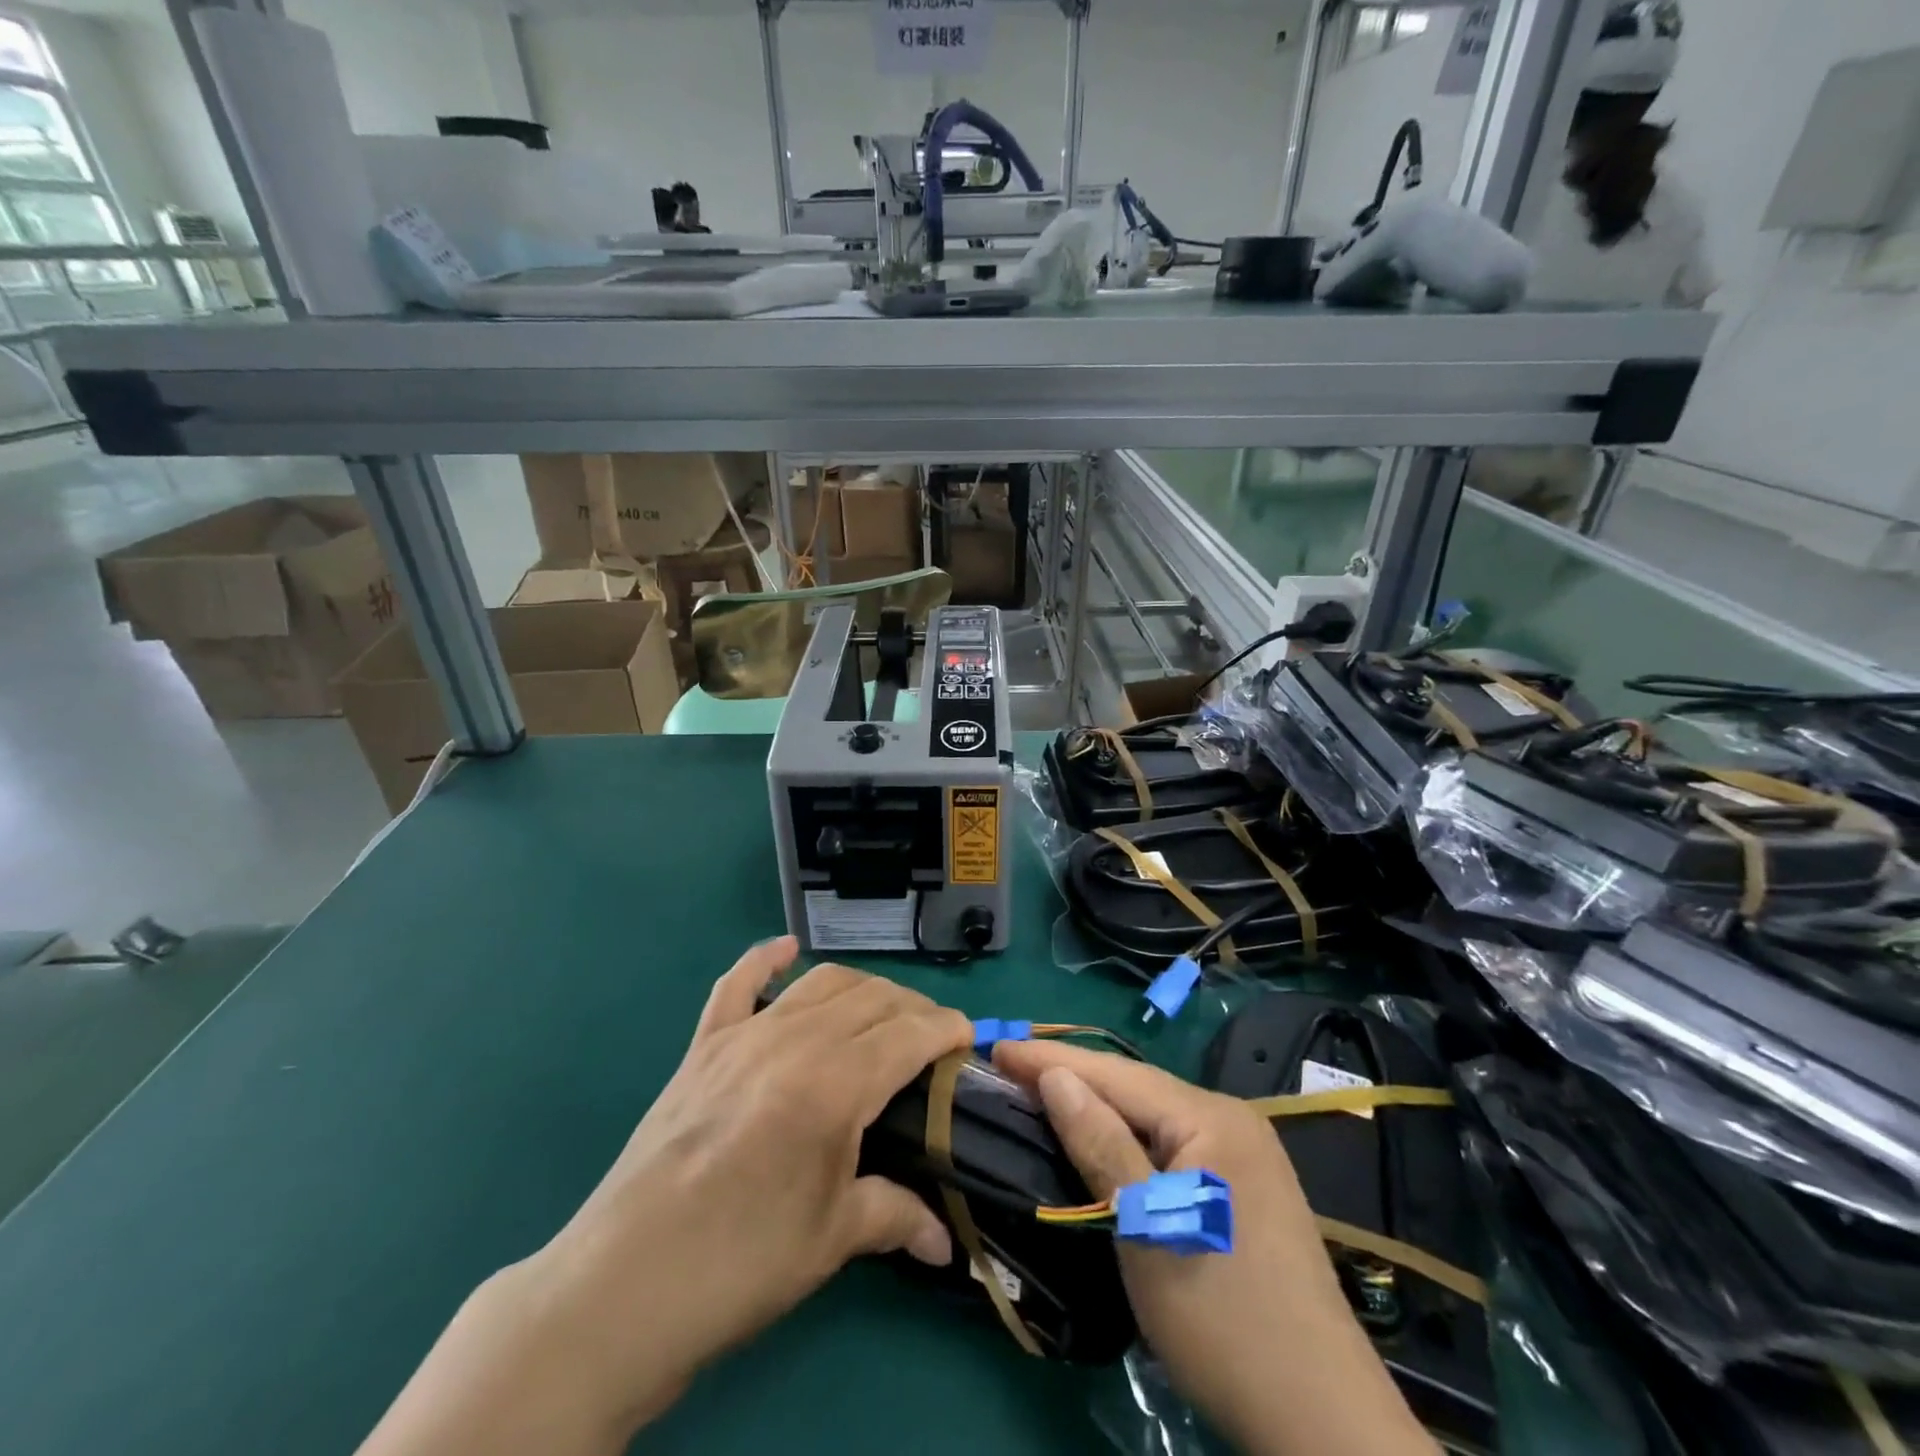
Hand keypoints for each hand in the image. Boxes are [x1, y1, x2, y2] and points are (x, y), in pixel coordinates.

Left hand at [359, 939, 971, 1455]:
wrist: (623, 1285)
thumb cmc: (740, 1264)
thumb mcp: (831, 1241)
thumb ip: (897, 1217)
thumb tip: (949, 1241)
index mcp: (835, 1084)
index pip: (910, 1032)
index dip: (946, 1029)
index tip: (965, 1040)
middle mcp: (795, 1041)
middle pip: (873, 998)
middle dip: (912, 1009)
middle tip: (928, 1040)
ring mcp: (744, 1036)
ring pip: (821, 983)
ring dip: (862, 988)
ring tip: (881, 1013)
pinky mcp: (703, 1046)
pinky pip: (736, 984)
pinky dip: (764, 959)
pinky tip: (785, 949)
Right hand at [993, 1042, 1435, 1455]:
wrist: (1323, 1424)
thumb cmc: (1225, 1320)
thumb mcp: (1149, 1230)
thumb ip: (1101, 1145)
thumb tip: (1055, 1077)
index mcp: (1213, 1117)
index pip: (1117, 1074)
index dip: (1052, 1059)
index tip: (997, 1046)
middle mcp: (1231, 1121)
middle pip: (1135, 1089)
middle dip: (1071, 1077)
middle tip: (1009, 1068)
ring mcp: (1241, 1156)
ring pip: (1151, 1118)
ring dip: (1095, 1107)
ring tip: (1039, 1094)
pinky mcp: (1239, 1190)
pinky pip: (1168, 1146)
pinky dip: (1124, 1139)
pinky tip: (1097, 1140)